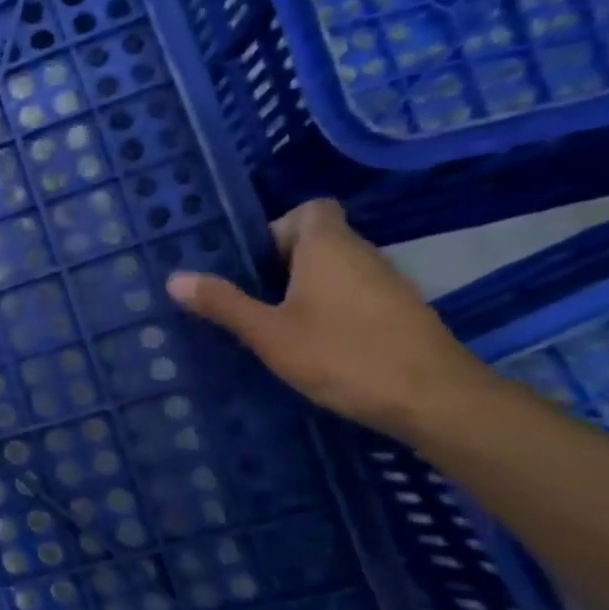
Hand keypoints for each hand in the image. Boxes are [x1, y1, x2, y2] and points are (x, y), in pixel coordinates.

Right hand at [164, 199, 496, 439]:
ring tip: (273, 325)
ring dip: (305, 290)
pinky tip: (313, 345)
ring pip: (336, 271)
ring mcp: (387, 285)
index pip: (309, 209)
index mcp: (329, 247)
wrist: (433, 399)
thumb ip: (223, 304)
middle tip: (248, 300)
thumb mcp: (268, 333)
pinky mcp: (400, 314)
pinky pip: (354, 296)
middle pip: (318, 241)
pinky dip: (331, 310)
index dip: (278, 228)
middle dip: (281, 265)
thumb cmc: (343, 355)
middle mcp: (362, 254)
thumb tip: (175, 278)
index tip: (252, 263)